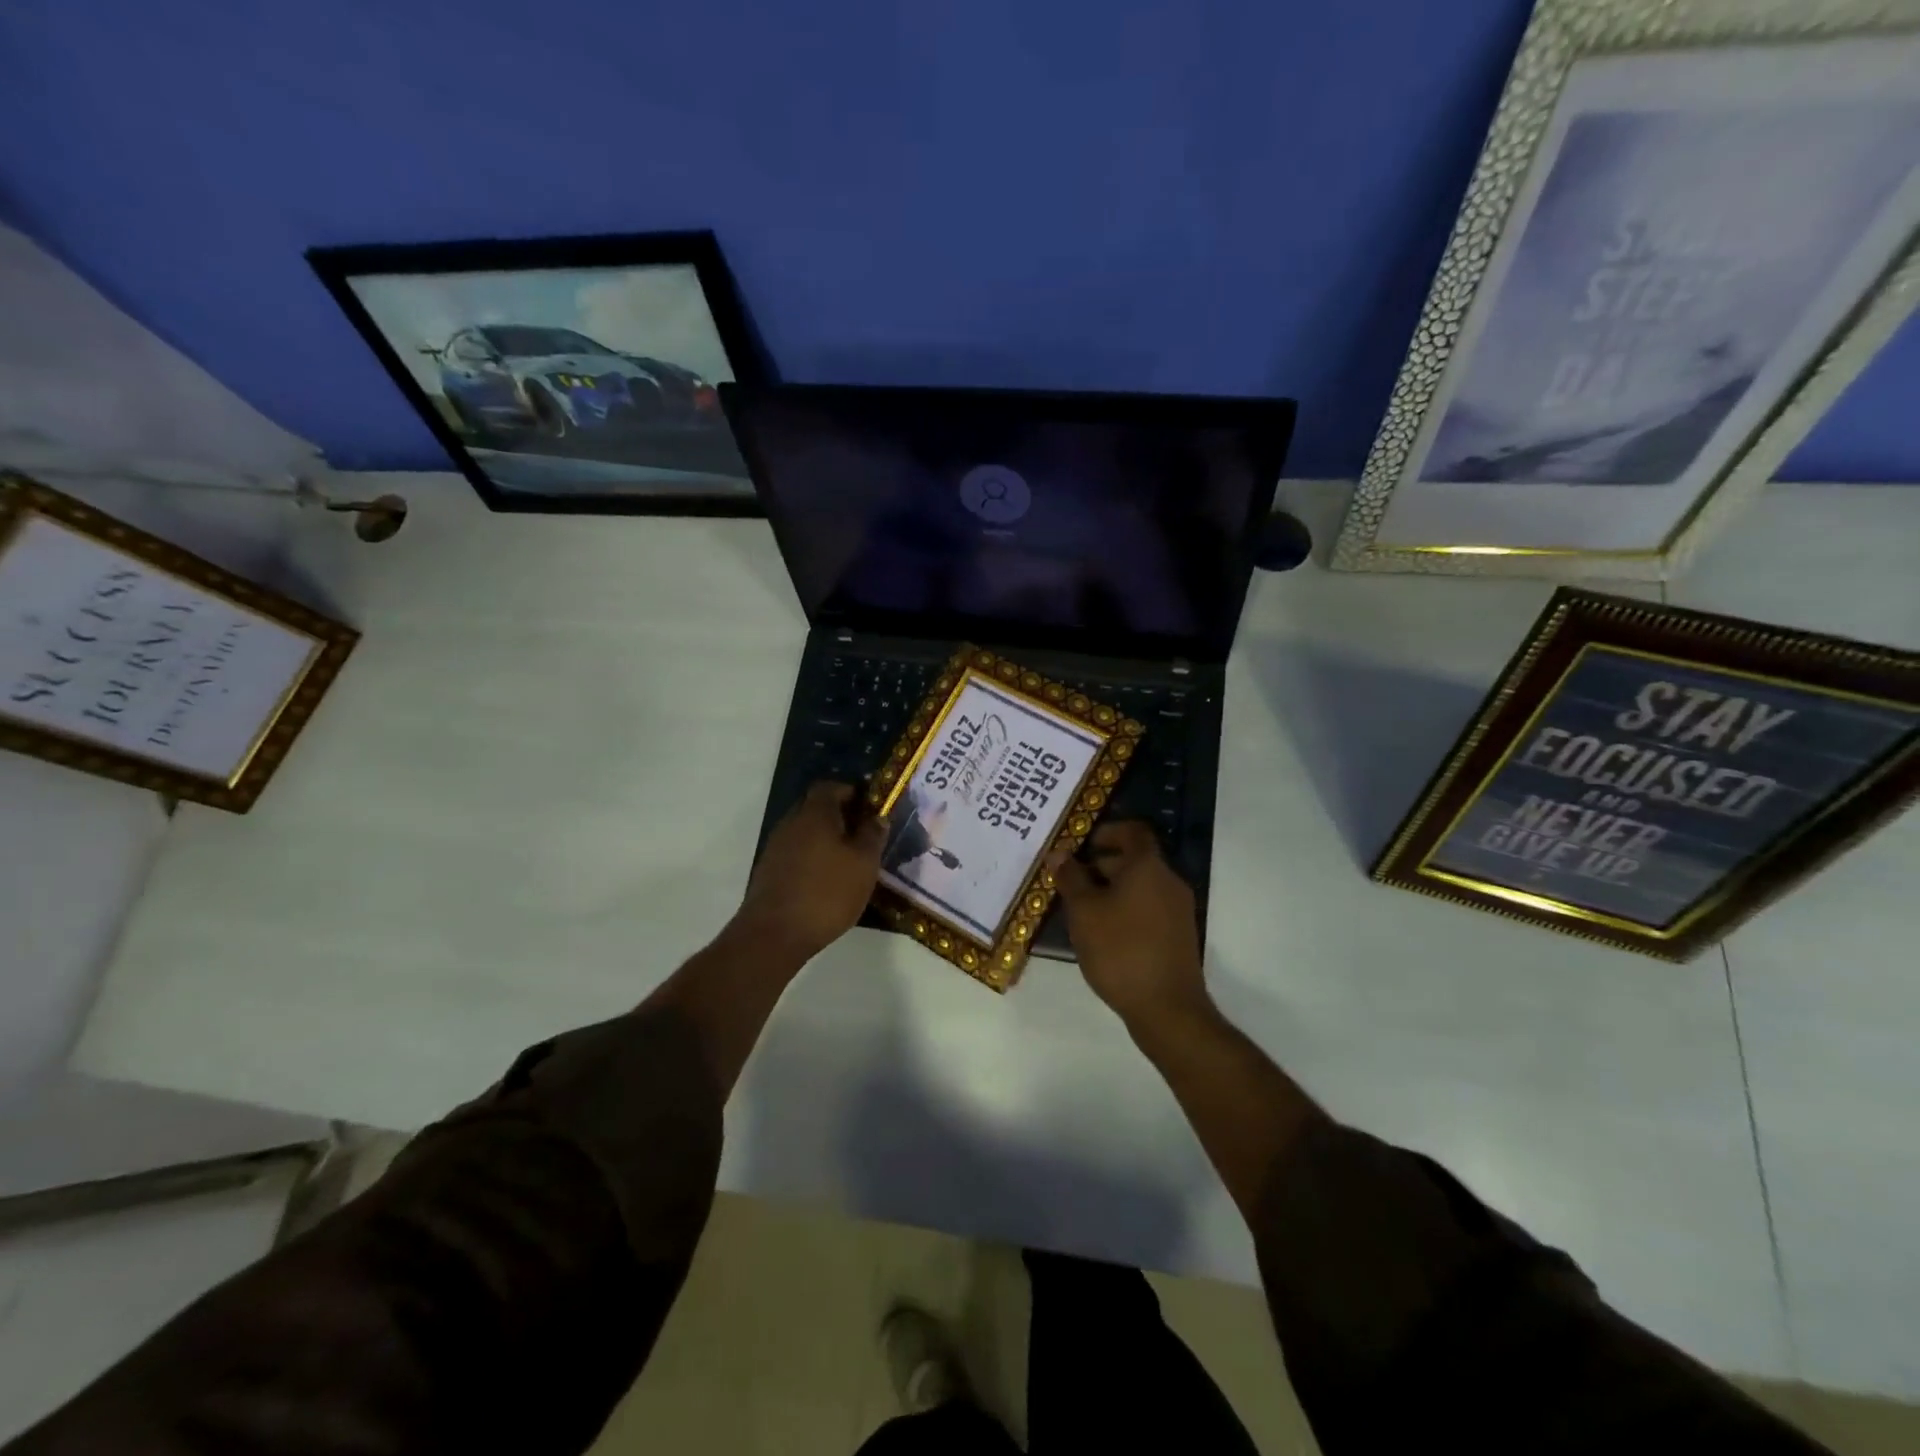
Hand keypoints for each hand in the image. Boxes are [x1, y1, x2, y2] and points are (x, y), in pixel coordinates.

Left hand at [733, 781, 885, 962]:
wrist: (774, 934)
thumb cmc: (827, 892)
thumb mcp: (864, 864)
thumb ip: (873, 835)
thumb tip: (878, 816)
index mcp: (815, 813)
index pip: (831, 786)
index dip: (851, 792)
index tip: (870, 808)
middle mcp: (791, 822)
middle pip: (816, 807)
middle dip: (840, 816)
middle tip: (864, 835)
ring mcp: (776, 847)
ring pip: (805, 831)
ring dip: (825, 839)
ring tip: (848, 860)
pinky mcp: (768, 871)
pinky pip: (795, 852)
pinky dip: (812, 858)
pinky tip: (826, 879)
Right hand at [1051, 821, 1208, 1027]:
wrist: (1167, 1008)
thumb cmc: (1120, 950)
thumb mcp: (1084, 912)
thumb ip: (1071, 878)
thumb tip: (1059, 853)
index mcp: (1148, 867)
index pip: (1132, 831)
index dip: (1106, 831)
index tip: (1080, 844)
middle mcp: (1168, 881)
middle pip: (1134, 859)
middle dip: (1100, 865)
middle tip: (1068, 881)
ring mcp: (1177, 910)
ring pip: (1140, 886)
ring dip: (1110, 890)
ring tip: (1079, 910)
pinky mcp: (1178, 936)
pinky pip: (1147, 908)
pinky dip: (1124, 910)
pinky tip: (1101, 933)